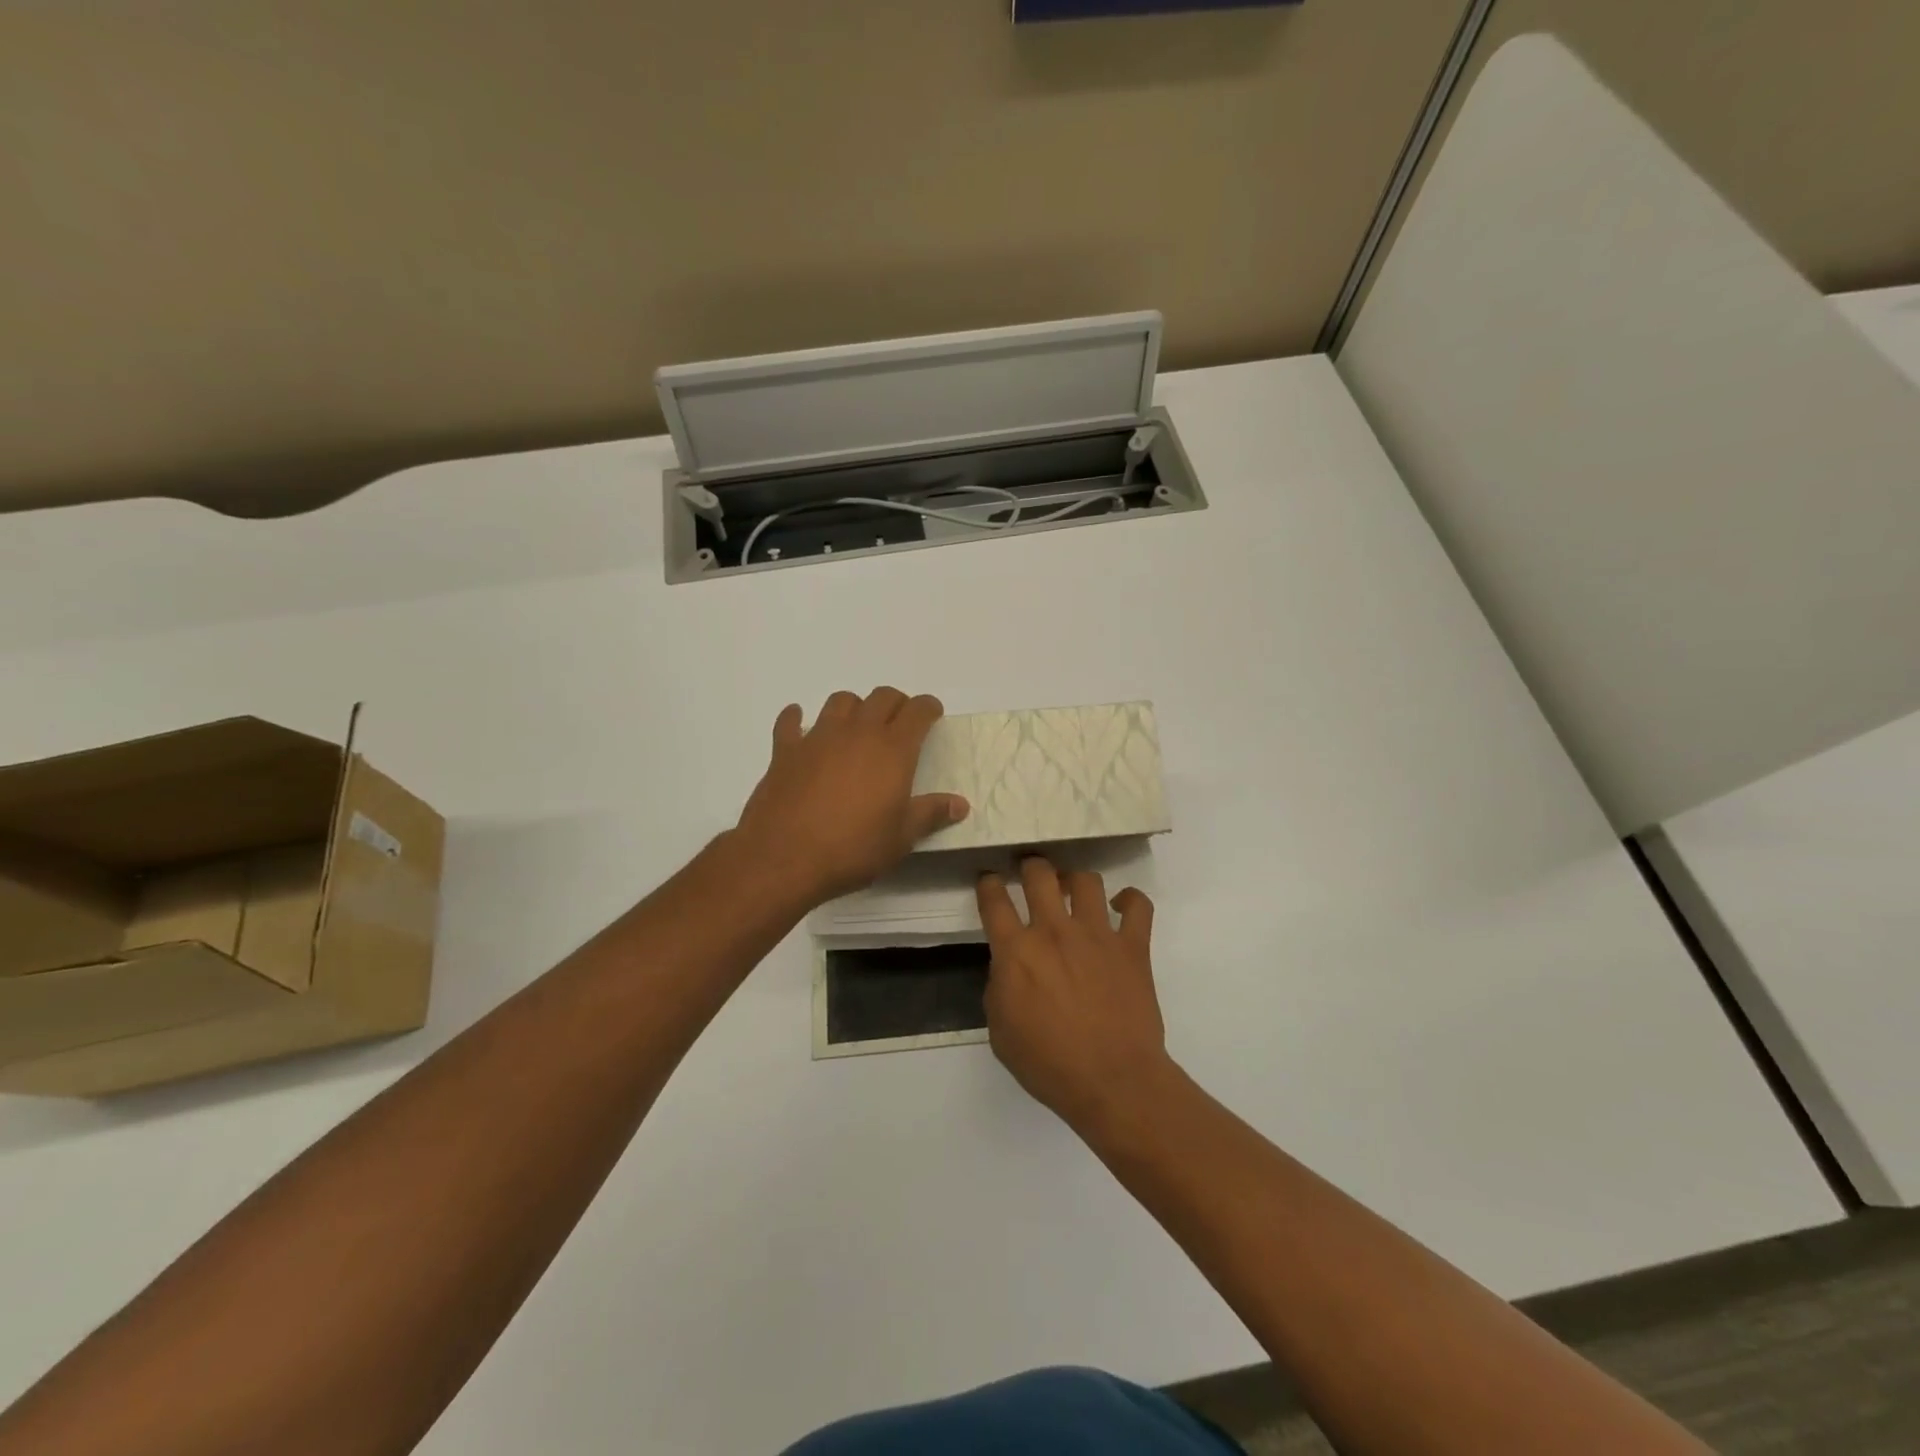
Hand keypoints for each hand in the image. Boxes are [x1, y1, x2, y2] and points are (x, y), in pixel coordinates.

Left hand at [734, 688, 969, 907]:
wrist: (784, 856)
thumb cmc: (853, 848)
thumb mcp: (901, 837)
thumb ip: (931, 814)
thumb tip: (960, 804)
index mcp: (892, 749)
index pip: (917, 711)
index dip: (928, 708)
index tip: (932, 715)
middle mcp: (857, 732)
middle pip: (882, 697)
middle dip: (896, 703)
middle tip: (900, 723)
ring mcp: (818, 737)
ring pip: (840, 702)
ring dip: (854, 707)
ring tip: (857, 726)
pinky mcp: (785, 750)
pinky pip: (790, 722)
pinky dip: (797, 718)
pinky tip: (799, 724)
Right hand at [977, 857, 1172, 1133]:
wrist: (1112, 1082)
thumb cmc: (1049, 1064)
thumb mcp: (1001, 1032)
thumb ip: (999, 988)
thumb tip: (1009, 967)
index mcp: (1016, 951)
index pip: (994, 901)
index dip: (988, 884)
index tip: (989, 880)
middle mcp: (1054, 931)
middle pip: (1039, 874)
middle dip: (1031, 865)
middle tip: (1030, 871)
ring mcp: (1097, 934)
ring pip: (1086, 880)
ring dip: (1075, 880)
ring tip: (1073, 888)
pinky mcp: (1132, 946)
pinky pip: (1137, 905)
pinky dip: (1130, 900)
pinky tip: (1121, 907)